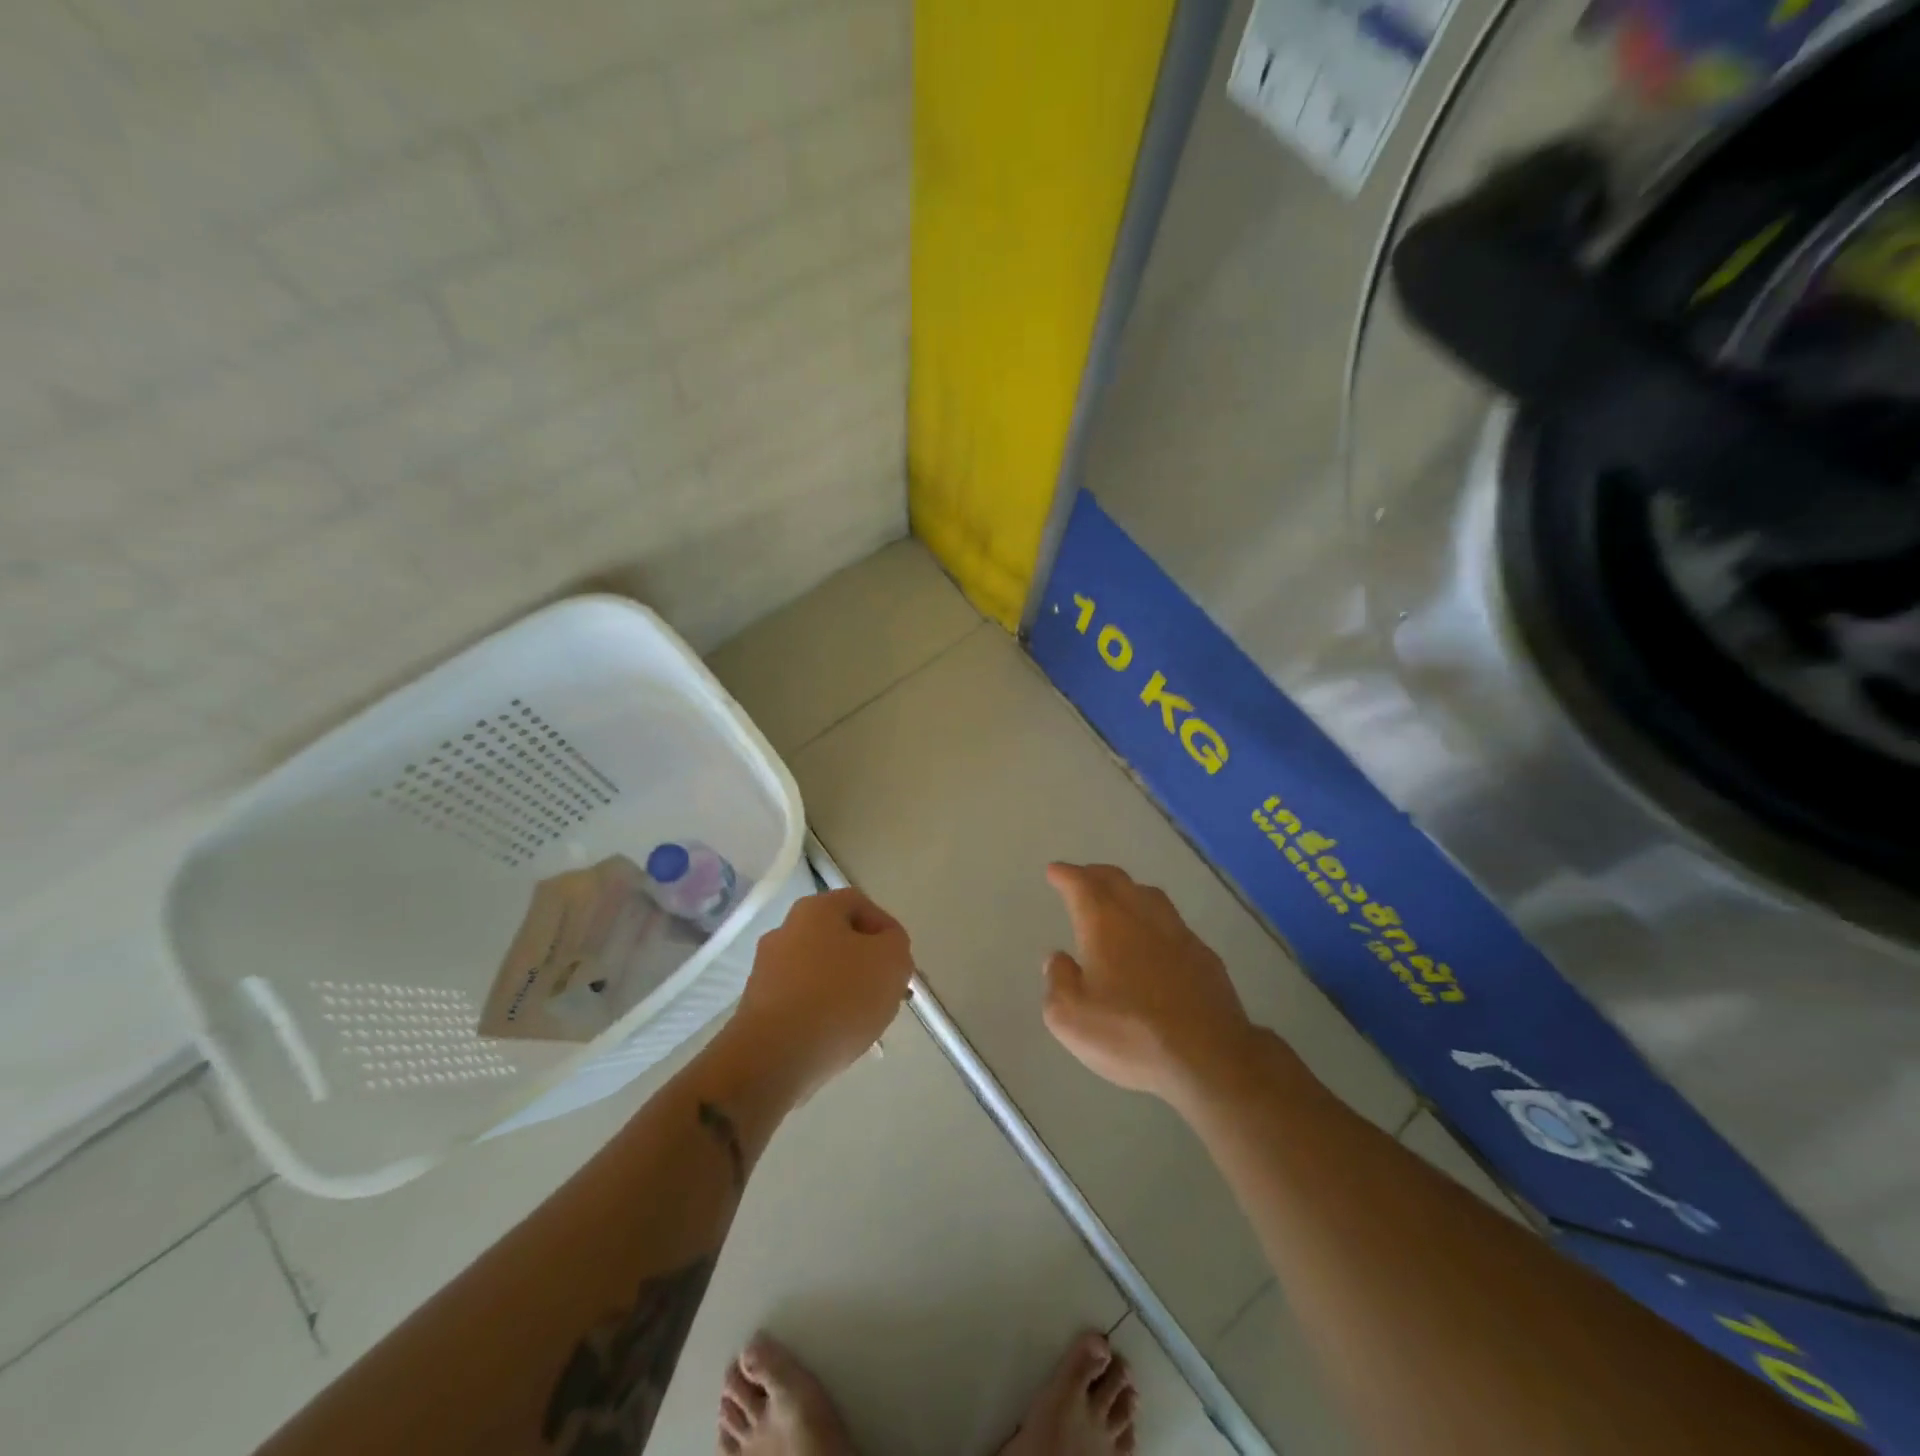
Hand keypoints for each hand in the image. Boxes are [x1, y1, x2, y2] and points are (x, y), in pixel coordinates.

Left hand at [730, 888, 913, 1097]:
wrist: (775, 1056)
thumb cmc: (840, 996)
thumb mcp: (892, 961)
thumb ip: (896, 944)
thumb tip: (883, 948)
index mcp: (816, 909)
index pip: (860, 904)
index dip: (886, 929)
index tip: (900, 962)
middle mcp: (785, 930)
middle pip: (837, 939)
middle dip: (865, 964)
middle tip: (886, 991)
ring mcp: (766, 969)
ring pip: (819, 972)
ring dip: (844, 990)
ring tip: (864, 1022)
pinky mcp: (757, 1007)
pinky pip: (801, 1002)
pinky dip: (821, 1014)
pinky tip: (835, 1039)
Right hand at [1042, 863, 1257, 1103]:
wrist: (1209, 1057)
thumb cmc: (1130, 1034)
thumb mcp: (1070, 1018)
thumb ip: (1058, 982)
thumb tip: (1058, 959)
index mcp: (1105, 924)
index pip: (1081, 885)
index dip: (1066, 875)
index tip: (1055, 870)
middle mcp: (1141, 917)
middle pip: (1117, 880)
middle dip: (1095, 874)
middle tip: (1081, 876)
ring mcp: (1178, 934)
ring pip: (1149, 896)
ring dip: (1128, 890)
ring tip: (1118, 897)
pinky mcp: (1204, 956)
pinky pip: (1173, 923)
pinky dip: (1154, 919)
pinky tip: (1155, 938)